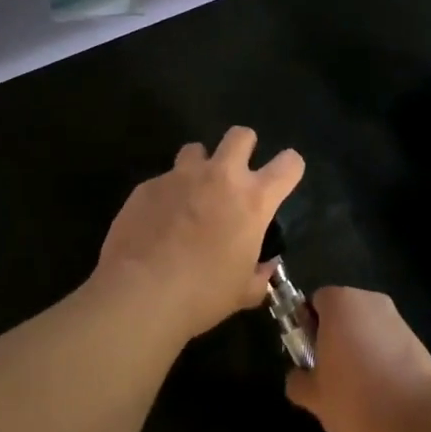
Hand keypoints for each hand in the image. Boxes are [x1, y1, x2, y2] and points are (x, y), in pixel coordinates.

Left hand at [90, 127, 303, 343]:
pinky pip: (163, 180)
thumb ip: (260, 274)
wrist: (140, 295)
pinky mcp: (148, 185)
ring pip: (196, 148)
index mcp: (253, 200)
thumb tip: (265, 267)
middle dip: (244, 147)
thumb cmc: (202, 295)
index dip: (290, 168)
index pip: (289, 164)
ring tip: (192, 193)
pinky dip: (167, 194)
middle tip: (236, 174)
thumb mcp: (243, 293)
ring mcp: (181, 176)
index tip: (283, 180)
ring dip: (200, 166)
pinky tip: (158, 221)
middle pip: (241, 135)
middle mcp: (221, 176)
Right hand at [285, 287, 430, 431]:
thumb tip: (297, 378)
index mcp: (340, 303)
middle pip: (343, 312)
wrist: (414, 415)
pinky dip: (382, 360)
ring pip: (368, 329)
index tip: (308, 354)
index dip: (308, 325)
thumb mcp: (313, 397)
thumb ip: (298, 382)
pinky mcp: (417, 339)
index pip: (316, 301)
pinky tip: (381, 393)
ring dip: (359, 349)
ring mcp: (397, 318)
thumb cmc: (354, 397)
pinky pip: (389, 344)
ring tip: (356, 389)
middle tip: (328, 373)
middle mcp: (370, 300)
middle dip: (334, 337)